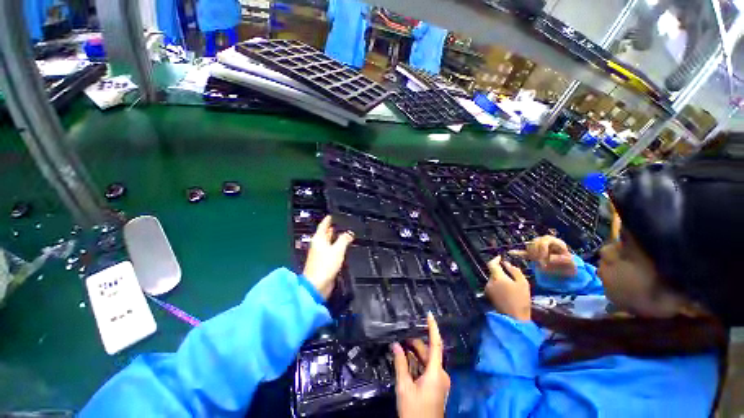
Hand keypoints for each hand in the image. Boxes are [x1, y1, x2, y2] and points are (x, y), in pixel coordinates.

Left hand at [303, 216, 353, 299]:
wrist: (317, 285)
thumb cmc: (325, 265)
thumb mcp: (337, 249)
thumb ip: (344, 239)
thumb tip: (349, 233)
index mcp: (319, 239)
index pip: (324, 225)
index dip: (328, 219)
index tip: (332, 214)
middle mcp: (318, 245)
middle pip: (325, 233)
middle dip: (332, 228)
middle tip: (341, 223)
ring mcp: (321, 254)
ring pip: (329, 242)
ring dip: (335, 238)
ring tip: (344, 233)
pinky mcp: (324, 262)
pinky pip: (331, 251)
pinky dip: (337, 247)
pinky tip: (343, 247)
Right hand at [393, 313, 450, 417]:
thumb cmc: (414, 411)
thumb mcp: (404, 387)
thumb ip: (400, 364)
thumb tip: (395, 345)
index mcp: (436, 373)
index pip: (436, 344)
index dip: (433, 328)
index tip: (429, 314)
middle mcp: (441, 374)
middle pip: (428, 353)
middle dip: (415, 344)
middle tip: (401, 338)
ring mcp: (440, 381)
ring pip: (427, 361)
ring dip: (415, 354)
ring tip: (401, 348)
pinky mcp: (437, 386)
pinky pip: (427, 369)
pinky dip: (417, 364)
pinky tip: (406, 361)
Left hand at [485, 256, 531, 320]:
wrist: (514, 318)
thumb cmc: (521, 300)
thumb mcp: (523, 283)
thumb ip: (514, 271)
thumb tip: (507, 263)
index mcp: (497, 277)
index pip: (491, 264)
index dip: (496, 259)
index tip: (501, 257)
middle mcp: (489, 281)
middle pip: (493, 272)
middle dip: (500, 271)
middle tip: (511, 274)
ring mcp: (487, 289)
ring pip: (493, 279)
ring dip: (500, 279)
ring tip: (511, 284)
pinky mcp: (488, 295)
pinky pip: (493, 286)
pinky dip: (498, 285)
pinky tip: (507, 291)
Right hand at [509, 235, 575, 276]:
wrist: (568, 270)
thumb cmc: (571, 267)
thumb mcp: (572, 264)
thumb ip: (564, 260)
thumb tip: (552, 258)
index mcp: (556, 242)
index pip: (545, 241)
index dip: (543, 250)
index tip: (545, 260)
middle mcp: (546, 242)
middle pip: (535, 242)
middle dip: (537, 253)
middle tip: (540, 263)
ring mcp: (539, 247)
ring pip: (529, 246)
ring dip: (532, 254)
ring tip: (537, 262)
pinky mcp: (533, 253)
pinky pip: (524, 251)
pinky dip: (517, 252)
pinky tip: (511, 252)